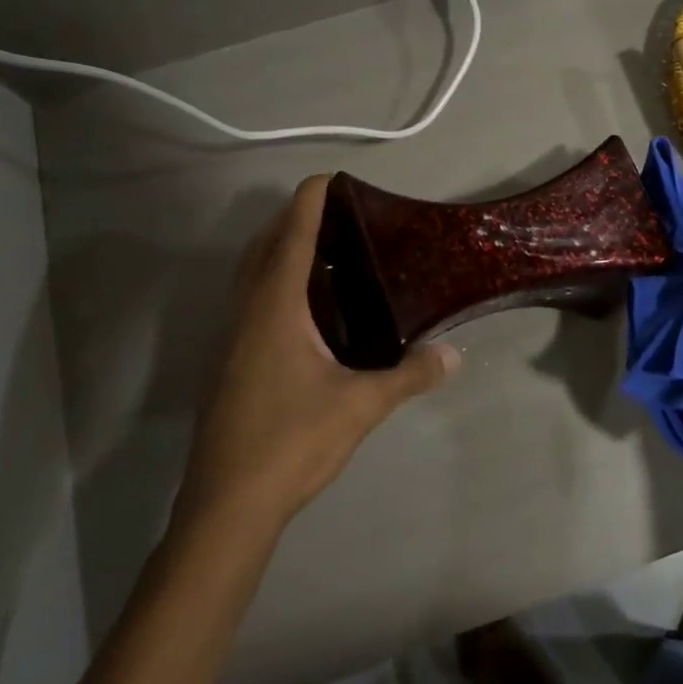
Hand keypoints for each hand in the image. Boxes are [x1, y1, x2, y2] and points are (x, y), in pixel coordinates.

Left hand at [174, 175, 459, 532]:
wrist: (228, 506)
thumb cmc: (291, 442)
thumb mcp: (361, 405)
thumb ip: (409, 375)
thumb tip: (454, 356)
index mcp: (275, 307)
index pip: (291, 235)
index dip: (309, 200)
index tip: (332, 176)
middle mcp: (246, 312)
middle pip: (263, 246)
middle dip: (292, 219)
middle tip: (337, 214)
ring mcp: (231, 338)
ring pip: (250, 275)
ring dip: (278, 250)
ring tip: (324, 251)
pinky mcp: (228, 363)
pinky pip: (250, 301)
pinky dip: (273, 283)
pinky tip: (305, 309)